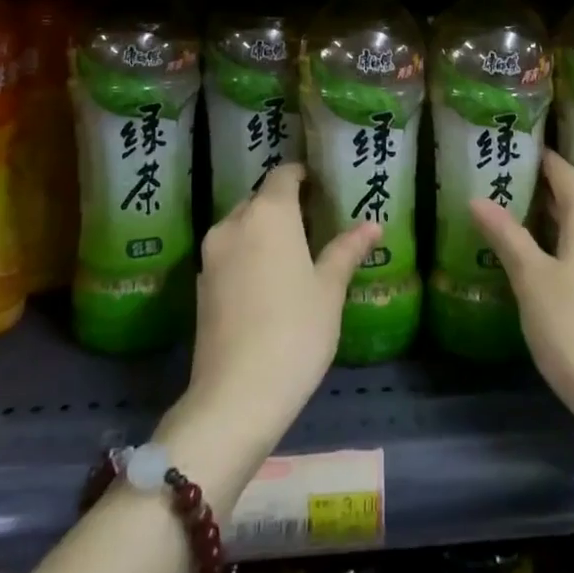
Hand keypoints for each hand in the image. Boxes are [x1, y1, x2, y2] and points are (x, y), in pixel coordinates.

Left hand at [173, 164, 379, 464]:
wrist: (235, 397)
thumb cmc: (295, 332)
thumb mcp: (329, 290)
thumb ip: (347, 250)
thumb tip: (373, 224)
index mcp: (268, 214)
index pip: (283, 175)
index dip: (303, 175)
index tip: (323, 187)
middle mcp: (234, 223)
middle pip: (260, 198)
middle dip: (285, 204)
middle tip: (316, 222)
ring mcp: (211, 255)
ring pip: (242, 225)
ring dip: (265, 230)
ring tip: (295, 252)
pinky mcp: (201, 284)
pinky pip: (229, 253)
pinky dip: (249, 254)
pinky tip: (269, 281)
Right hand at [470, 150, 573, 424]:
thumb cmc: (572, 324)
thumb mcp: (530, 277)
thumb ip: (506, 235)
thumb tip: (477, 199)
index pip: (563, 173)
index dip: (541, 159)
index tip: (516, 150)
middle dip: (543, 192)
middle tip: (506, 187)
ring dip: (557, 222)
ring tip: (520, 224)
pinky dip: (571, 247)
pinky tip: (549, 263)